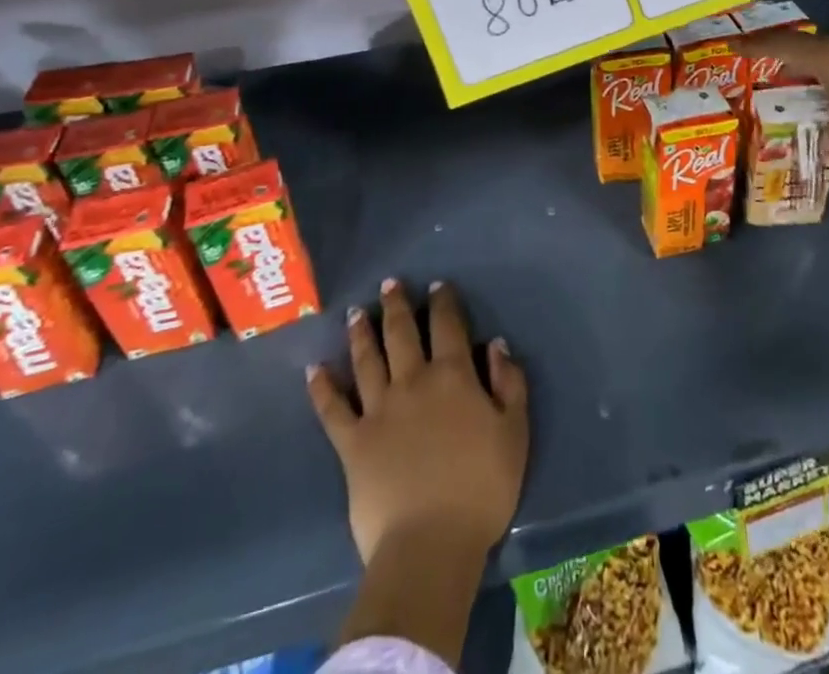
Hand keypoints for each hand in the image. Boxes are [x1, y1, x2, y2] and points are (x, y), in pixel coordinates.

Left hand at [307, 278, 528, 566]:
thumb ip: (508, 383)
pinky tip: (314, 369)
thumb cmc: (481, 489)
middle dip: (397, 305)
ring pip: (366, 360)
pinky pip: (333, 409)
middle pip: (401, 333)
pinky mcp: (351, 443)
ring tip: (356, 312)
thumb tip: (495, 344)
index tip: (437, 285)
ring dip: (361, 333)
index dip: (443, 302)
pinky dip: (322, 387)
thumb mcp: (514, 433)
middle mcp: (412, 381)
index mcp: (452, 376)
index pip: (447, 326)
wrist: (430, 545)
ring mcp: (378, 410)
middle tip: (389, 284)